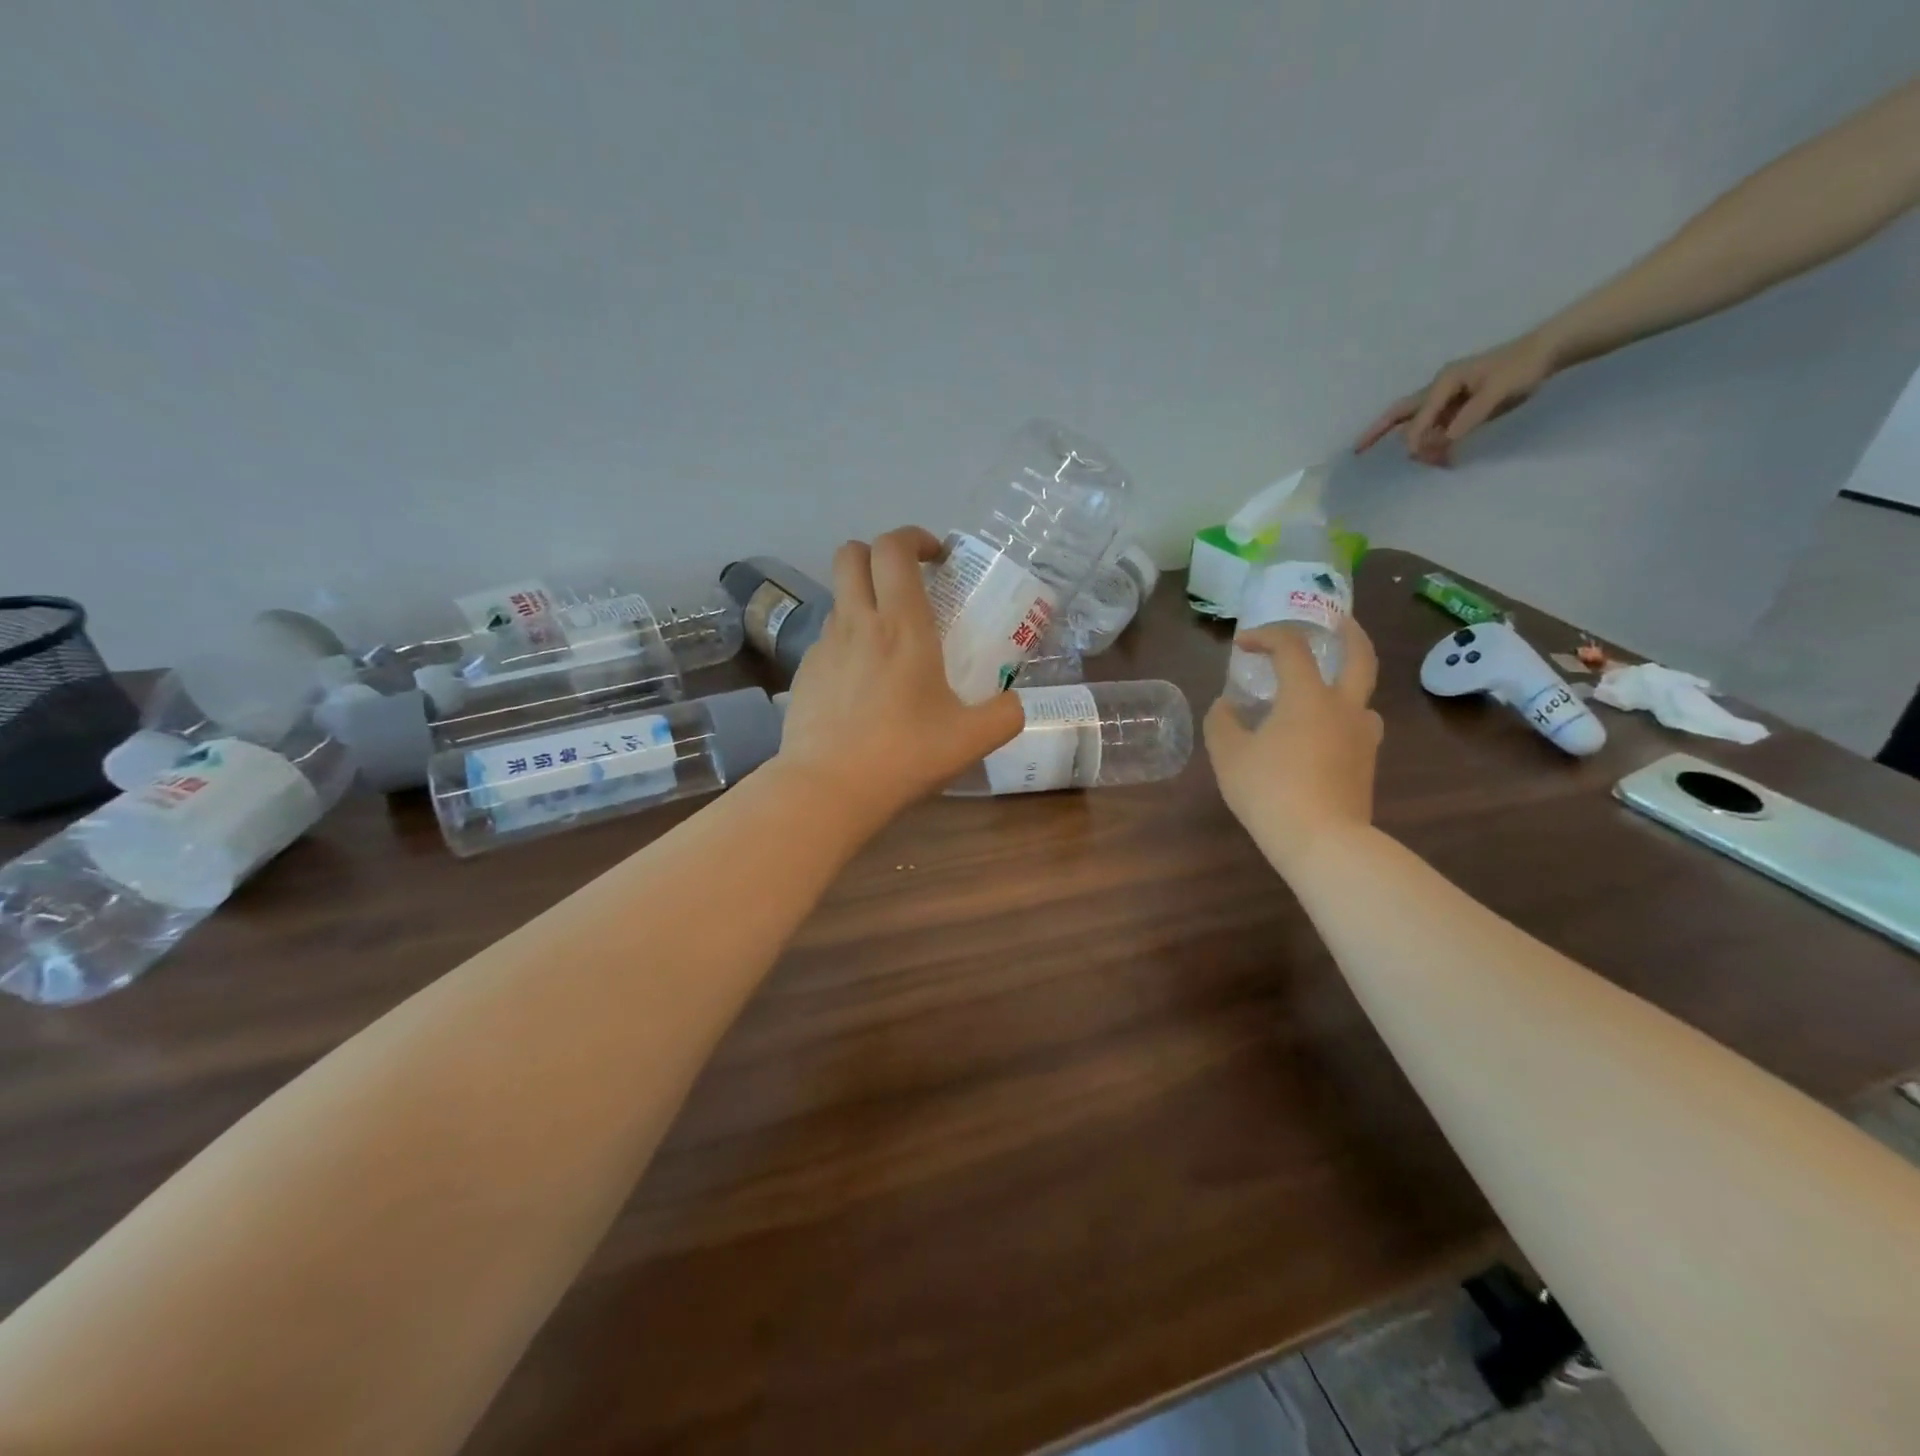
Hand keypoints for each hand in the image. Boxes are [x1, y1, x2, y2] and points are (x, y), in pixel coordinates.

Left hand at [778, 527, 1024, 826]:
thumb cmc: (904, 755)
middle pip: (851, 554)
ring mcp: (823, 647)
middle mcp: (857, 623)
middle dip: (878, 554)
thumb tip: (1016, 703)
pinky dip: (847, 642)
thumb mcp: (972, 739)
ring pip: (838, 597)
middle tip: (907, 582)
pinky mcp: (803, 674)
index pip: (894, 548)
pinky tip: (862, 684)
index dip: (914, 538)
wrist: (828, 788)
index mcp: (901, 625)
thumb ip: (1006, 714)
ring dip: (863, 600)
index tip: (937, 558)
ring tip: (889, 642)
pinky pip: (827, 639)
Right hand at [1204, 618, 1382, 876]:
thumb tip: (1226, 706)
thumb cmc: (1269, 790)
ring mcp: (1362, 737)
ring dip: (1345, 684)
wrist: (1322, 841)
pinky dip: (1339, 719)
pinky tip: (1318, 737)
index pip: (1291, 648)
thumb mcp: (1228, 755)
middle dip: (1348, 632)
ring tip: (1320, 693)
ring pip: (1362, 697)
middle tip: (1335, 621)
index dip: (1266, 636)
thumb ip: (1222, 722)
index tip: (1243, 645)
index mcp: (1308, 696)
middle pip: (1359, 656)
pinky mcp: (1366, 765)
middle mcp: (1343, 707)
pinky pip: (1356, 729)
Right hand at [1354, 332, 1558, 465]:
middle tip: (1357, 451)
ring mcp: (1447, 399)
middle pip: (1400, 414)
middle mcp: (1438, 390)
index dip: (1416, 438)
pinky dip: (1435, 444)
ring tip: (1432, 463)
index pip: (1418, 416)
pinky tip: (1444, 457)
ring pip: (1419, 425)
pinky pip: (1437, 428)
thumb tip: (1446, 440)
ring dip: (1417, 444)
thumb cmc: (1522, 367)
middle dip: (1377, 432)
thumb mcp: (1498, 391)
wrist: (1547, 352)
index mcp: (1443, 382)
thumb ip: (1470, 416)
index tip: (1419, 456)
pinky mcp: (1458, 407)